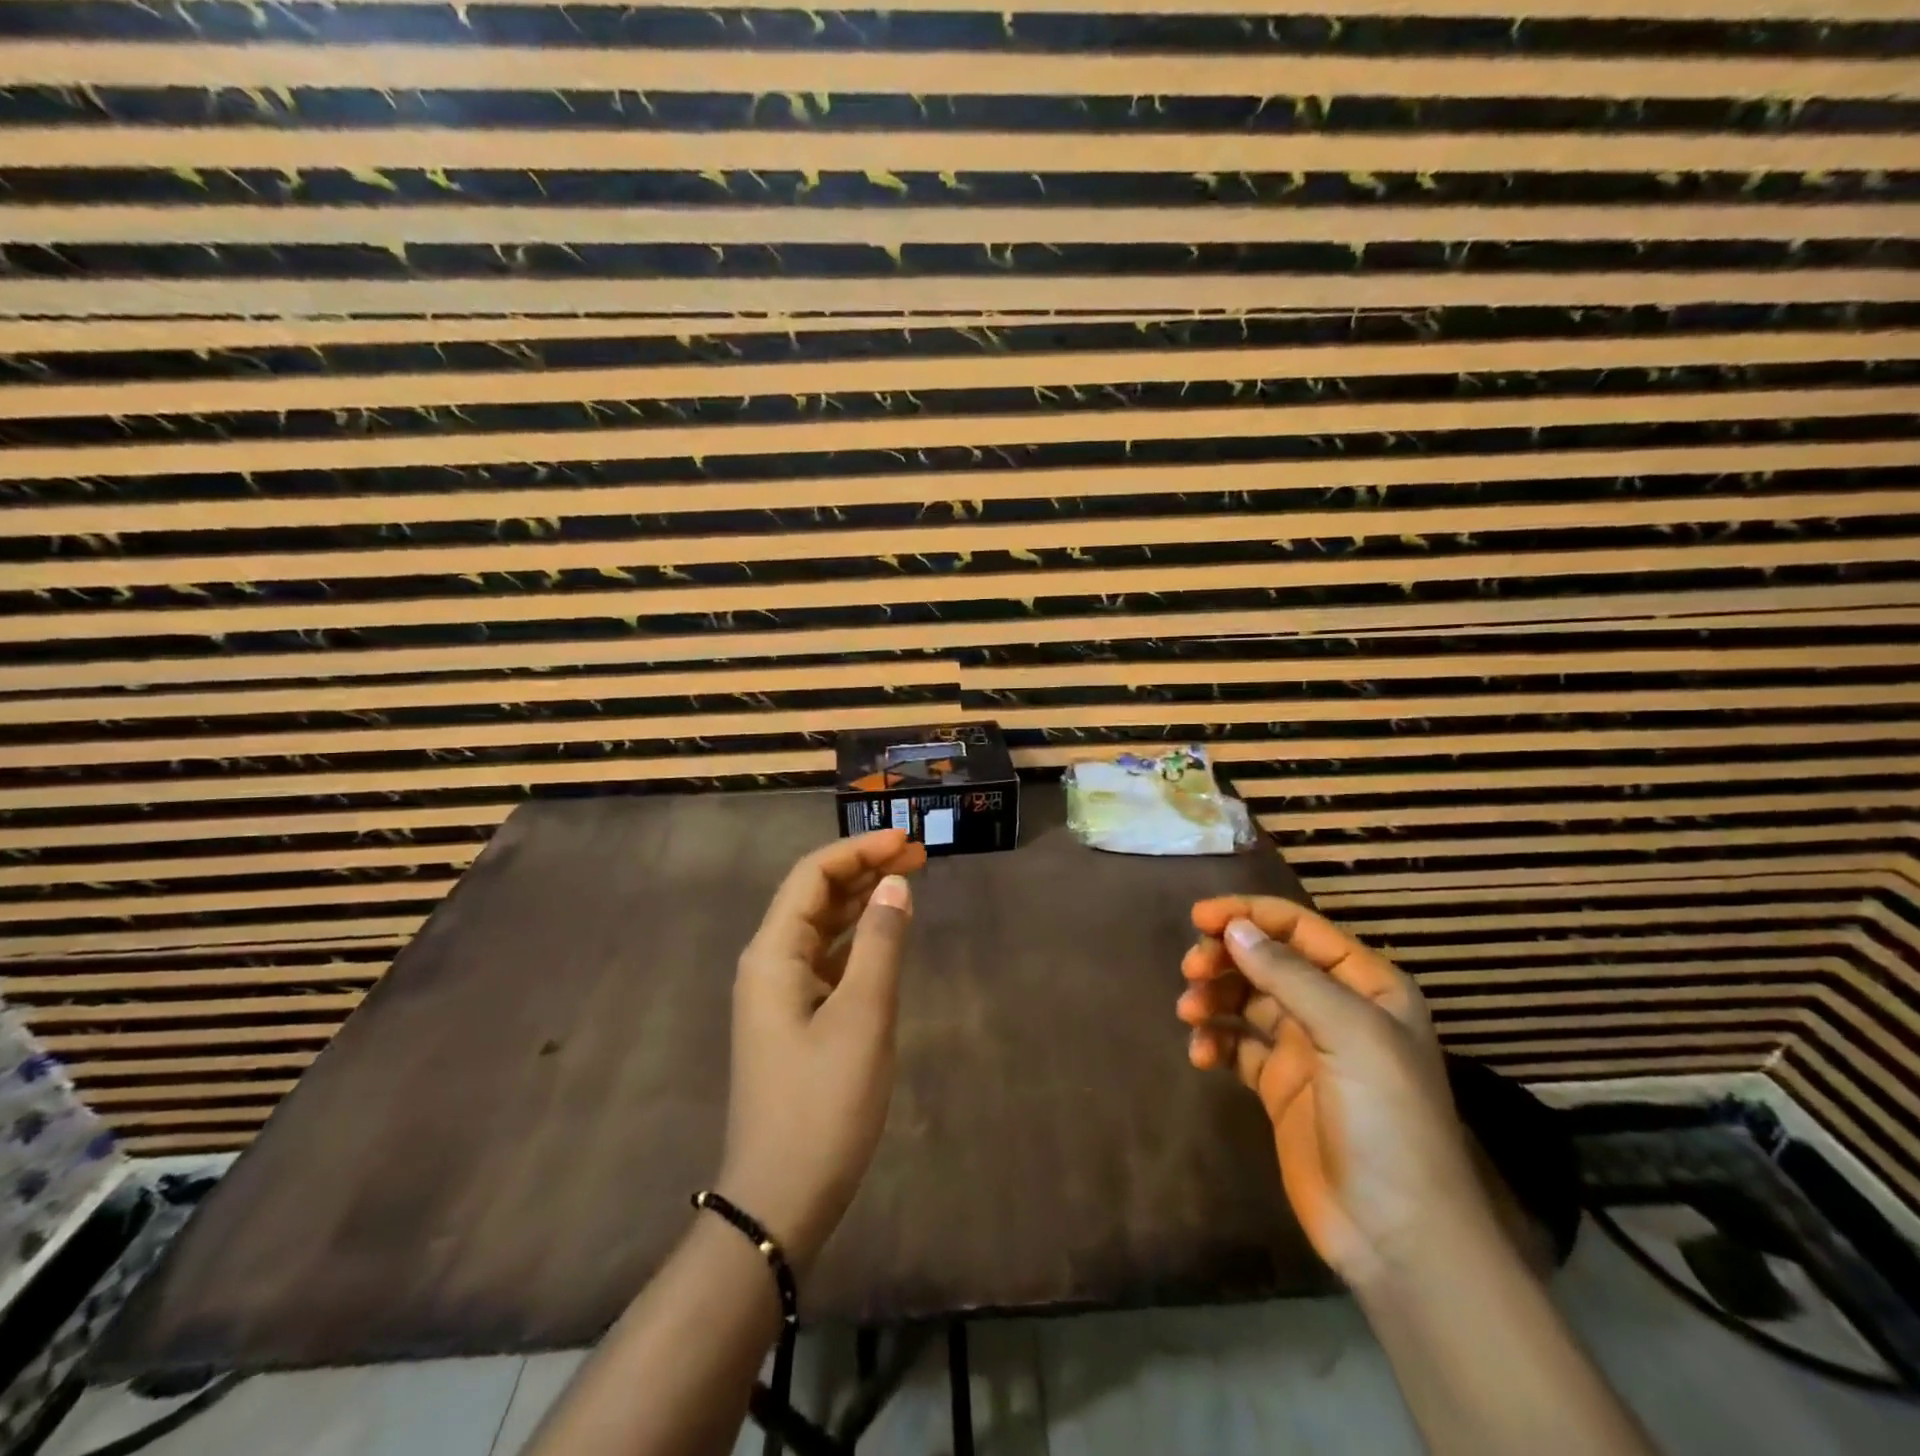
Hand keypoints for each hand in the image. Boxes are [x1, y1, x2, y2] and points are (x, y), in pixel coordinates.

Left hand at [717, 829, 926, 1272]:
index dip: (859, 850)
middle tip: (918, 855)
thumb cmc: (822, 1104)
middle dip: (863, 869)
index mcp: (772, 954)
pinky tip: (885, 936)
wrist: (779, 1200)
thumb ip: (881, 945)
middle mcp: (768, 964)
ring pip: (821, 927)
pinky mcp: (794, 1020)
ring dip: (862, 901)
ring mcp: (778, 994)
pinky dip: (856, 939)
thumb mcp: (863, 1018)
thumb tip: (896, 884)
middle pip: (814, 896)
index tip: (906, 839)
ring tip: (907, 882)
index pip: (812, 876)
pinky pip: (825, 960)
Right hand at [1176, 895, 1492, 1288]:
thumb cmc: (1386, 1120)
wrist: (1397, 1236)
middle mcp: (1336, 1009)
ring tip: (1189, 1014)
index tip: (1198, 918)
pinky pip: (1236, 1046)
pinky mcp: (1279, 1086)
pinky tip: (1201, 1056)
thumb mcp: (1349, 1035)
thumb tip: (1233, 928)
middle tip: (1191, 970)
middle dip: (1225, 958)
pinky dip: (1215, 1042)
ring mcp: (1306, 1049)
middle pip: (1267, 960)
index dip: (1248, 915)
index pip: (1299, 929)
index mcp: (1366, 986)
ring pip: (1246, 1000)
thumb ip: (1289, 975)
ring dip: (1214, 998)